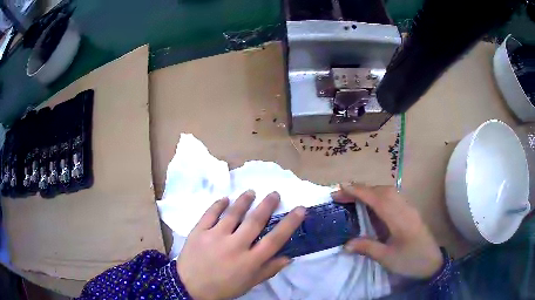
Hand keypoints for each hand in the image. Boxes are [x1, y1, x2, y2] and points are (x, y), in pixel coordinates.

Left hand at [177, 190, 305, 299]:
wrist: (189, 287)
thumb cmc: (222, 288)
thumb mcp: (249, 284)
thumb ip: (268, 270)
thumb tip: (288, 257)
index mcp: (249, 261)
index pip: (275, 240)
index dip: (289, 223)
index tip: (300, 209)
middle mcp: (234, 246)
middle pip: (255, 221)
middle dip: (267, 205)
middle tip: (275, 193)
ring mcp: (215, 236)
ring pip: (233, 214)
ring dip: (244, 201)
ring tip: (251, 192)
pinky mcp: (199, 231)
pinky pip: (210, 214)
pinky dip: (218, 204)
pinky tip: (225, 199)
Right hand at [332, 183, 442, 278]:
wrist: (433, 263)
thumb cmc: (411, 262)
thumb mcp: (388, 259)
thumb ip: (367, 248)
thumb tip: (346, 244)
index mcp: (400, 220)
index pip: (378, 199)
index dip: (359, 192)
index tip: (341, 188)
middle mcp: (405, 208)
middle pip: (383, 191)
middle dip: (362, 189)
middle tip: (342, 194)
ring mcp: (409, 208)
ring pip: (389, 192)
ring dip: (370, 191)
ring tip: (354, 197)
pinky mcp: (411, 212)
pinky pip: (393, 197)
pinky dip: (379, 195)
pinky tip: (373, 204)